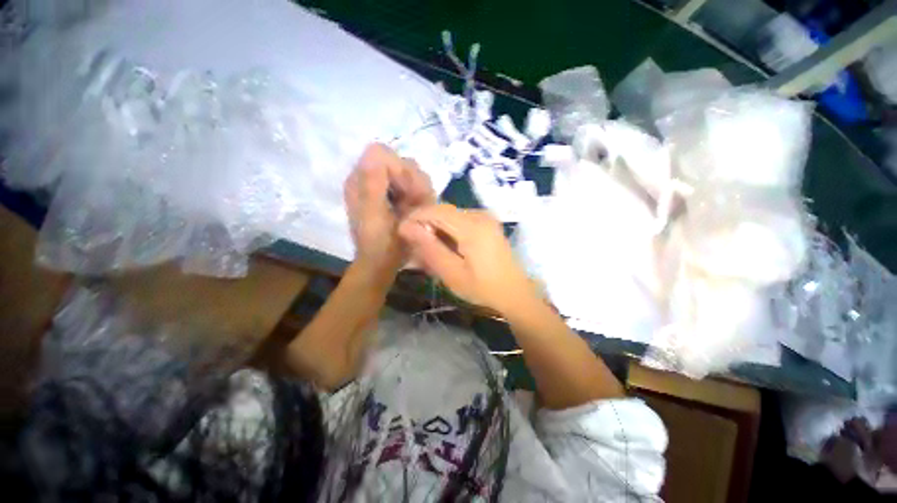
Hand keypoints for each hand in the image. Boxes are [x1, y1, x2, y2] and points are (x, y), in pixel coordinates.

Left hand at [345, 144, 434, 272]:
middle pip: (399, 160)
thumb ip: (373, 183)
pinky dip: (419, 194)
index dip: (400, 170)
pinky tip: (416, 209)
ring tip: (416, 210)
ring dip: (418, 189)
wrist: (382, 263)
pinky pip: (412, 184)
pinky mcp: (393, 194)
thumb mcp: (375, 215)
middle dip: (412, 182)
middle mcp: (369, 177)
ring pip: (410, 172)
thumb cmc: (379, 243)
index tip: (408, 193)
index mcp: (359, 180)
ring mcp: (383, 186)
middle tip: (415, 205)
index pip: (382, 153)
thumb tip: (375, 148)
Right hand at [398, 204, 535, 313]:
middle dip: (424, 223)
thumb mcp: (452, 273)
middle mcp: (480, 215)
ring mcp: (485, 218)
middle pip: (443, 210)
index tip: (400, 232)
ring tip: (427, 248)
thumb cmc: (483, 288)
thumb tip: (406, 227)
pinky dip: (447, 230)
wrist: (514, 292)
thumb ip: (429, 248)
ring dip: (435, 227)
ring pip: (450, 215)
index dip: (415, 217)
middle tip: (412, 244)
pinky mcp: (487, 223)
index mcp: (472, 226)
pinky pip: (460, 220)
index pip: (435, 210)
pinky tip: (444, 246)